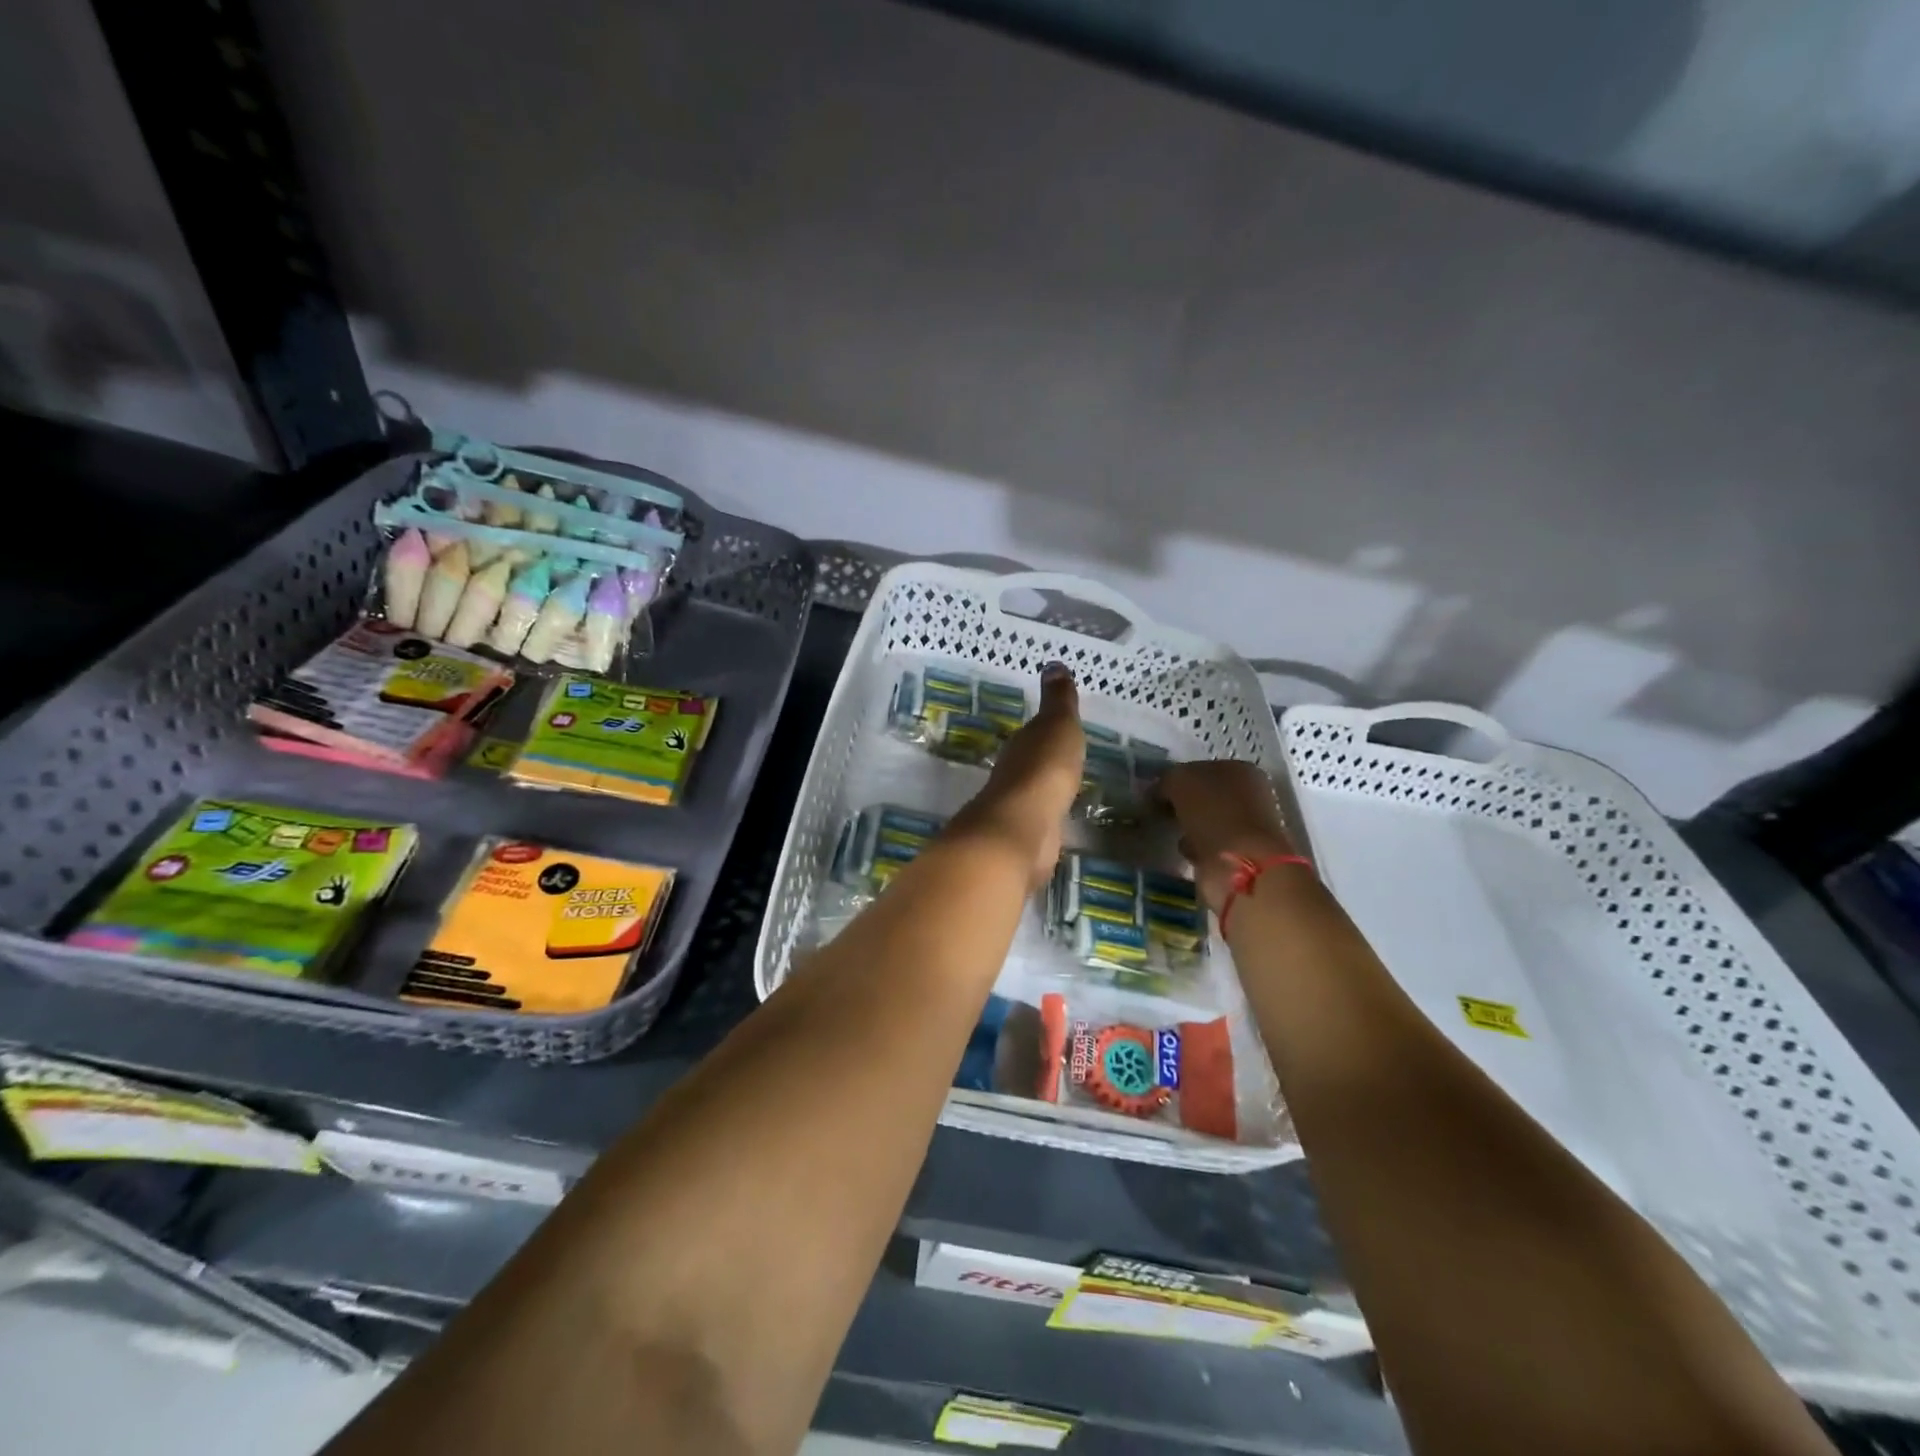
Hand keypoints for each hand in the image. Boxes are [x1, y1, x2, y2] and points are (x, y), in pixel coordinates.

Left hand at [947, 663, 1084, 886]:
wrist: (1024, 827)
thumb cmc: (1043, 769)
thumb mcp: (1058, 725)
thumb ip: (1058, 700)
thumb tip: (1053, 664)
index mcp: (1021, 745)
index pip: (1033, 733)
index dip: (1047, 730)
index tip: (1060, 728)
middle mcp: (1013, 774)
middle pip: (1031, 764)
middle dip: (1046, 761)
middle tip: (1068, 759)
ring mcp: (1018, 809)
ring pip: (1035, 794)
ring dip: (1047, 792)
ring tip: (1070, 792)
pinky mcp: (1027, 838)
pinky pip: (1044, 822)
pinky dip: (1051, 819)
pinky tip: (1062, 822)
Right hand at [1159, 761, 1299, 914]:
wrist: (1242, 865)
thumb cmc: (1214, 813)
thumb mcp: (1180, 781)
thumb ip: (1167, 780)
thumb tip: (1159, 792)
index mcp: (1240, 769)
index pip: (1200, 769)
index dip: (1176, 780)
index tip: (1155, 795)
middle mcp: (1250, 794)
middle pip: (1206, 796)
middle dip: (1182, 805)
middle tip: (1160, 814)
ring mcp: (1248, 826)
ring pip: (1207, 821)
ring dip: (1188, 828)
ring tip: (1171, 834)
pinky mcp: (1242, 855)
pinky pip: (1209, 846)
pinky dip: (1196, 849)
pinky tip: (1186, 852)